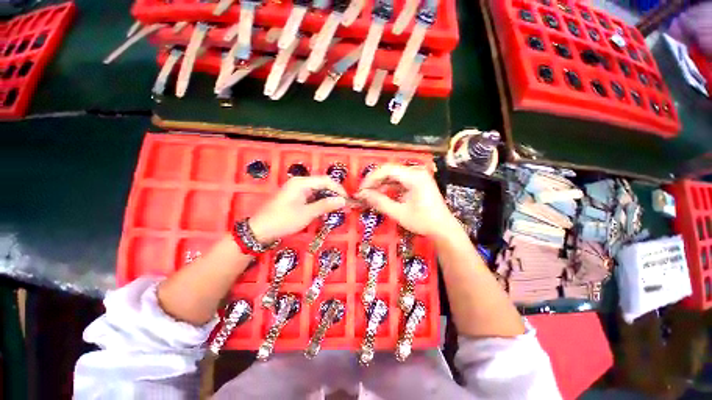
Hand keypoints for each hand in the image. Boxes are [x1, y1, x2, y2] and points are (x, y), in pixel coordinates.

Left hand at [249, 176, 346, 242]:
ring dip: (327, 198)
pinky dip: (319, 202)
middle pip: (322, 184)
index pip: (326, 180)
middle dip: (334, 194)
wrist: (260, 230)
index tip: (347, 200)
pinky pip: (311, 196)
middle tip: (343, 206)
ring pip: (317, 190)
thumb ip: (325, 205)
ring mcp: (296, 189)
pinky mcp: (295, 197)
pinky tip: (324, 209)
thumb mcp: (307, 214)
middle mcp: (299, 182)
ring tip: (336, 208)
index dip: (339, 189)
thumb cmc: (283, 220)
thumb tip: (343, 200)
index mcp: (301, 182)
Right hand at [355, 164, 458, 239]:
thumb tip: (362, 194)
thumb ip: (379, 202)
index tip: (361, 189)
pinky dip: (388, 187)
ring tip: (368, 194)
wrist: (443, 228)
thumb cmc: (423, 221)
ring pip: (393, 175)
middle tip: (363, 192)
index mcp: (414, 177)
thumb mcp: (399, 213)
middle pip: (389, 171)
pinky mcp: (417, 182)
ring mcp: (417, 176)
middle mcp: (416, 172)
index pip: (387, 170)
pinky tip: (380, 194)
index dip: (371, 178)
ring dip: (380, 184)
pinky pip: (399, 181)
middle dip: (374, 181)